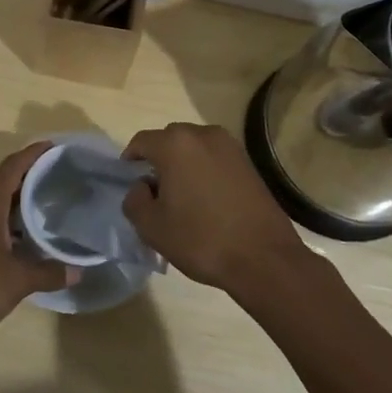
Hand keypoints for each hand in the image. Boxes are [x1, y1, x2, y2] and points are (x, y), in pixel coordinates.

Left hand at [0, 143, 74, 340]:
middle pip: (5, 181)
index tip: (57, 148)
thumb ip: (48, 272)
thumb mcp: (17, 280)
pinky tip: (27, 238)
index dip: (35, 154)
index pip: (13, 166)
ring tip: (51, 205)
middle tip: (63, 177)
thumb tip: (78, 272)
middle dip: (32, 177)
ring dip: (21, 202)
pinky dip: (10, 221)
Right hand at [121, 123, 304, 293]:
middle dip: (158, 160)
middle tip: (154, 191)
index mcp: (175, 144)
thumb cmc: (201, 239)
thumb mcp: (152, 227)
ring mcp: (230, 146)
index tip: (128, 182)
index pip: (141, 142)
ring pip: (194, 148)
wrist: (263, 258)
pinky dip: (204, 170)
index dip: (130, 161)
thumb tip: (142, 187)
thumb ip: (134, 200)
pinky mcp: (248, 162)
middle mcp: (203, 134)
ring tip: (182, 196)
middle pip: (169, 139)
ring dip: (183, 164)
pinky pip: (214, 158)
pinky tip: (206, 199)